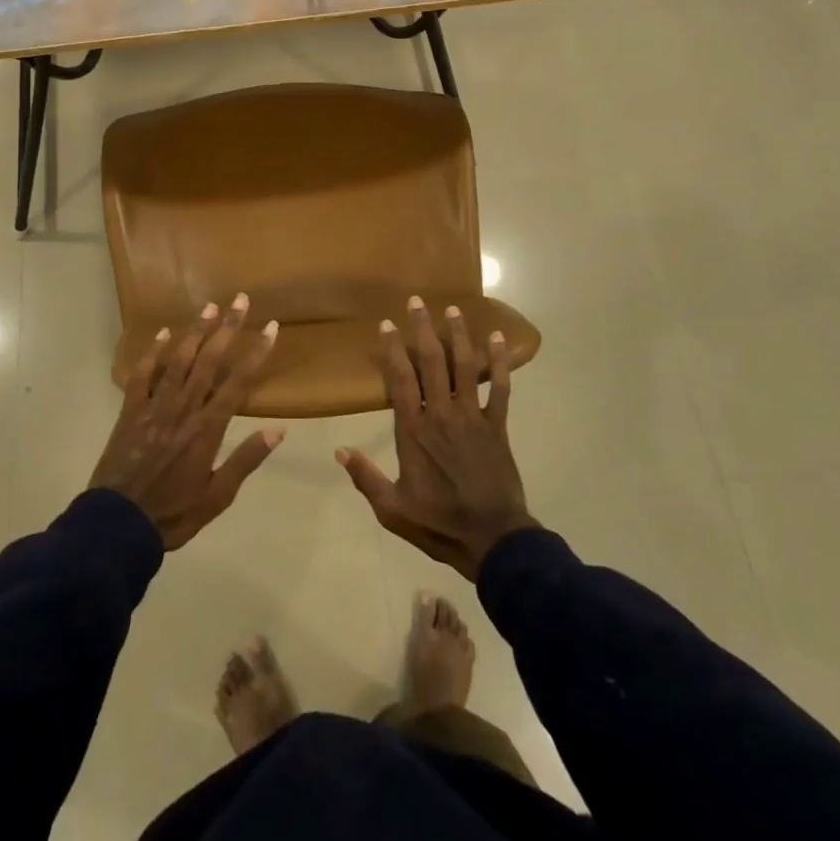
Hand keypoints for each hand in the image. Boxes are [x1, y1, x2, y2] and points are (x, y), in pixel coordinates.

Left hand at [90, 294, 284, 548]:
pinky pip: (142, 376)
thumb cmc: (173, 513)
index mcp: (207, 429)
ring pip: (178, 361)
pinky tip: (163, 333)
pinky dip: (152, 353)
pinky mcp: (130, 411)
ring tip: (209, 307)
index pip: (238, 383)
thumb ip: (245, 460)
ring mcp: (154, 407)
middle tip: (240, 300)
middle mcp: (183, 409)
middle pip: (209, 361)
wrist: (117, 525)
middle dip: (227, 328)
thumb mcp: (217, 496)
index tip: (271, 327)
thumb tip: (278, 430)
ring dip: (195, 332)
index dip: (256, 353)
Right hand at [337, 297, 537, 580]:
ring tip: (453, 309)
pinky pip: (500, 388)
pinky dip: (500, 362)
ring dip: (458, 335)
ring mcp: (472, 417)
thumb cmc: (439, 523)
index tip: (387, 324)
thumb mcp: (393, 509)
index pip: (400, 380)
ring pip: (465, 367)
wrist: (493, 539)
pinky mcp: (497, 426)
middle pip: (432, 362)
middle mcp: (442, 414)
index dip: (393, 349)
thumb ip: (366, 478)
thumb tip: (339, 451)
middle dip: (424, 329)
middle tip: (417, 301)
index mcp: (414, 431)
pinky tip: (498, 338)